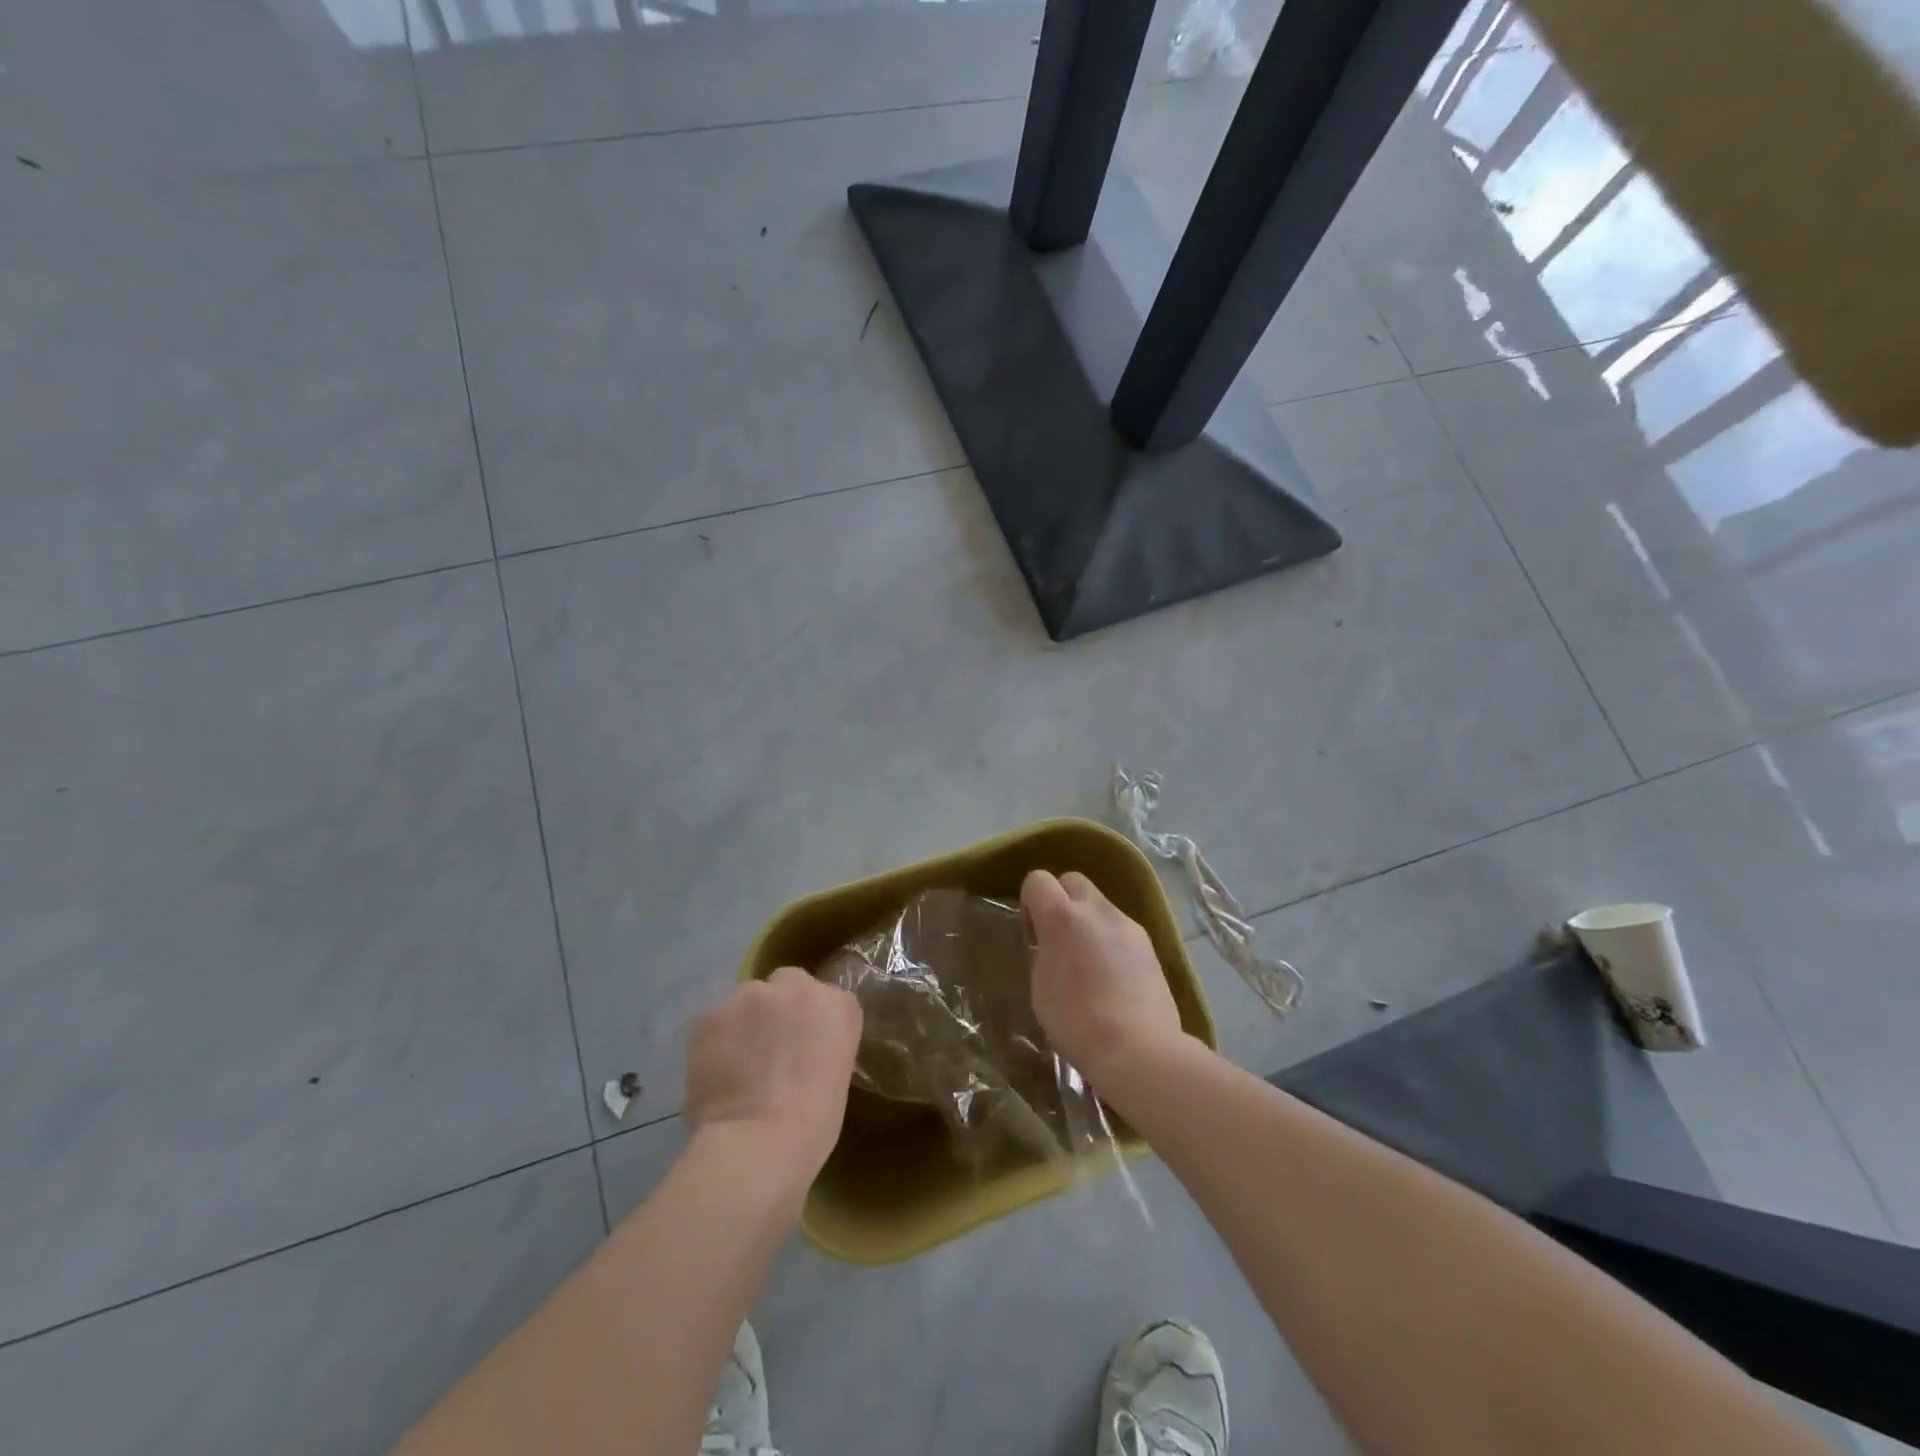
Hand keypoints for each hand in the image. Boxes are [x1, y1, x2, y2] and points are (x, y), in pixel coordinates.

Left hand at [684, 967, 862, 1196]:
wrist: (760, 1142)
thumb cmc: (813, 1123)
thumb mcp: (837, 1073)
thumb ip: (820, 1042)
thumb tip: (797, 1047)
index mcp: (838, 1004)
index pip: (822, 997)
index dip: (806, 1021)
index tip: (799, 1046)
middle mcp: (798, 986)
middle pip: (783, 985)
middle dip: (775, 1009)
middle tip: (766, 1051)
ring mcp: (752, 994)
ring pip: (744, 1001)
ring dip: (742, 1023)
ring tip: (734, 1065)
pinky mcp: (712, 1012)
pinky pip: (712, 1022)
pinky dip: (712, 1042)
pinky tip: (712, 1073)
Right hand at [1022, 869, 1184, 1090]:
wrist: (1138, 1049)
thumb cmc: (1076, 1022)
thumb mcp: (1040, 987)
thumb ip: (1043, 953)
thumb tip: (1051, 946)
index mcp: (1062, 917)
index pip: (1037, 880)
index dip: (1030, 903)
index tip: (1033, 937)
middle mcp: (1096, 910)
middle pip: (1073, 881)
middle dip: (1061, 901)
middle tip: (1059, 941)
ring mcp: (1127, 925)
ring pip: (1100, 905)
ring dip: (1088, 922)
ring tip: (1089, 964)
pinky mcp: (1149, 945)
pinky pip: (1121, 929)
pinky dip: (1111, 941)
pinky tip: (1113, 978)